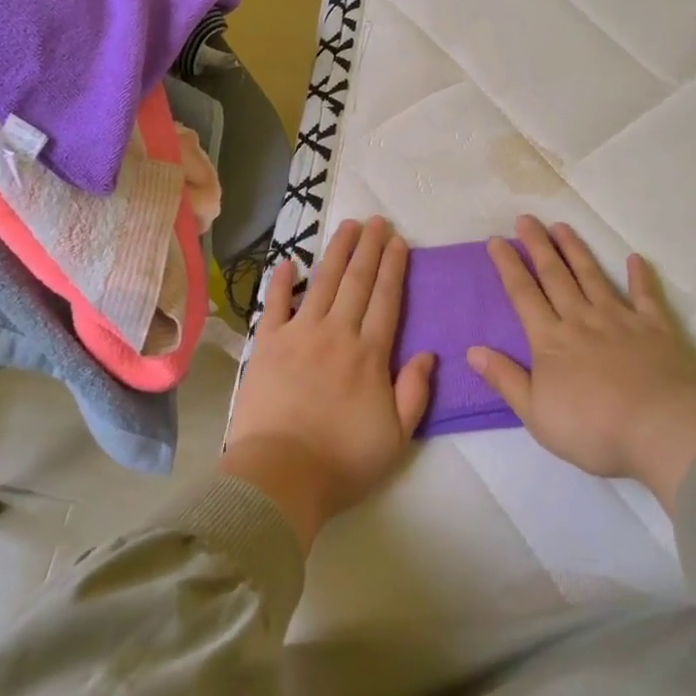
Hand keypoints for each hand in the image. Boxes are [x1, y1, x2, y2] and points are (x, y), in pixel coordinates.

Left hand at [222, 218, 433, 549]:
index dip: (394, 267)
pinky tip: (288, 261)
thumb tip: (428, 352)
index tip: (398, 241)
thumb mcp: (396, 437)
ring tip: (347, 226)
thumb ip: (415, 392)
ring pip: (323, 283)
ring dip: (337, 252)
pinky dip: (281, 281)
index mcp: (370, 354)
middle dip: (369, 248)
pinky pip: (274, 304)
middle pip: (357, 281)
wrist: (280, 475)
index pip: (386, 299)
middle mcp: (337, 333)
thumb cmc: (342, 460)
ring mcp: (299, 334)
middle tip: (377, 220)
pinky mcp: (267, 344)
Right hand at [467, 217, 695, 513]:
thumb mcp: (536, 414)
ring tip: (562, 227)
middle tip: (526, 219)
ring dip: (576, 250)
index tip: (496, 240)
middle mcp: (581, 320)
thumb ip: (505, 379)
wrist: (663, 431)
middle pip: (554, 276)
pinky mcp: (656, 329)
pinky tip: (635, 259)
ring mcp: (620, 320)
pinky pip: (646, 296)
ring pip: (592, 277)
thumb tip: (472, 350)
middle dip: (538, 246)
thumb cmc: (594, 429)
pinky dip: (641, 276)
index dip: (507, 265)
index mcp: (550, 340)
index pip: (523, 294)